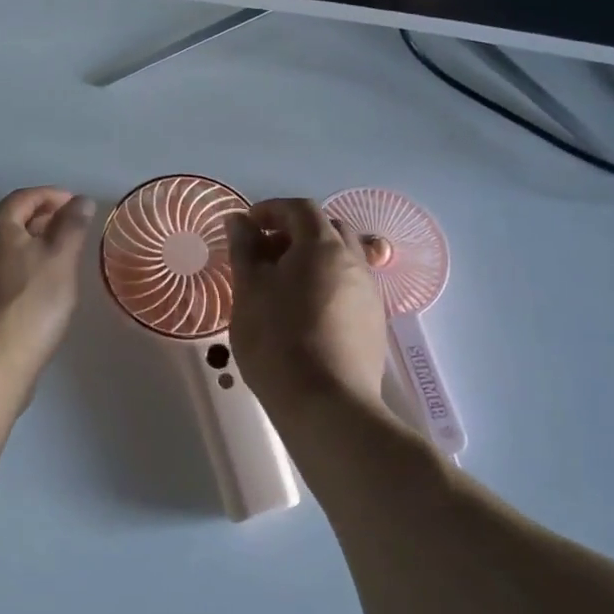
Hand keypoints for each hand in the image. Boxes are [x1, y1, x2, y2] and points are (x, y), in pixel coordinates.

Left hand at [0, 188, 94, 374]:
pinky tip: (33, 286)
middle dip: (40, 218)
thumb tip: (80, 200)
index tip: (77, 204)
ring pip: (1, 247)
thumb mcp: (61, 258)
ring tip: (56, 257)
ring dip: (28, 244)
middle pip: (9, 220)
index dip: (52, 195)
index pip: (24, 197)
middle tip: (70, 228)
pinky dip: (17, 267)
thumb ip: (72, 226)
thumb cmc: (31, 303)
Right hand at [228, 198, 389, 410]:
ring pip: (342, 259)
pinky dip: (326, 284)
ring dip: (313, 259)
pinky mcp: (373, 324)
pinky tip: (304, 313)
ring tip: (283, 285)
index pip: (300, 208)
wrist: (327, 405)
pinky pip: (349, 287)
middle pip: (327, 229)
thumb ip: (244, 248)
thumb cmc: (277, 340)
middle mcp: (354, 262)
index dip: (271, 210)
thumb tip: (239, 220)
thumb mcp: (249, 290)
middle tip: (264, 254)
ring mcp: (369, 294)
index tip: (246, 227)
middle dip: (294, 232)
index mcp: (323, 246)